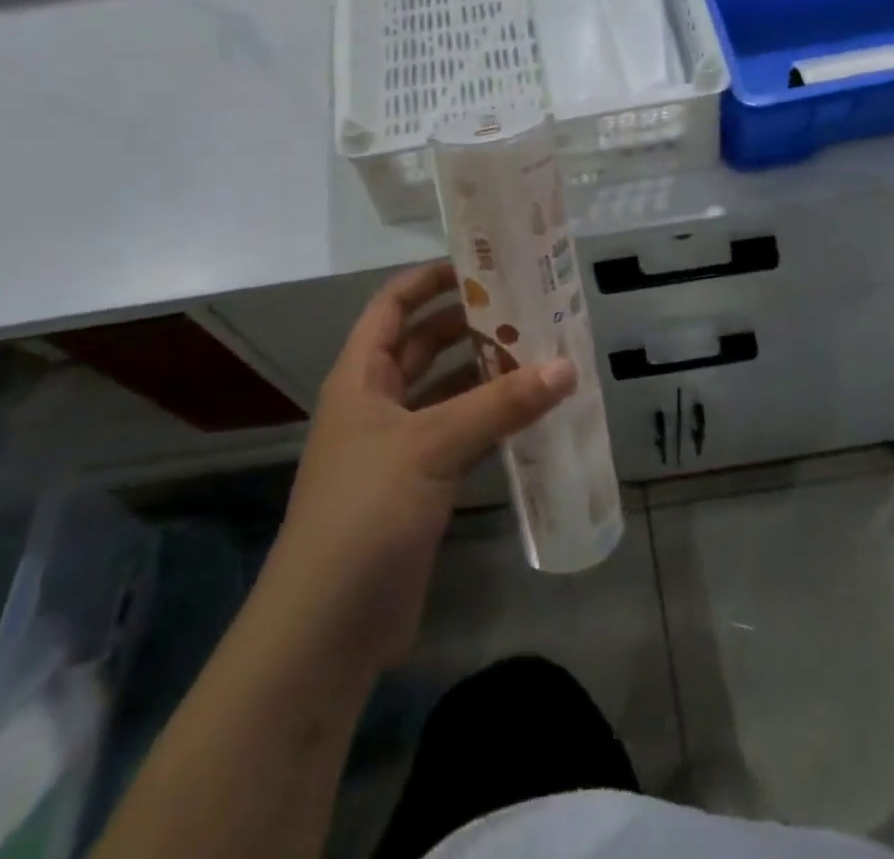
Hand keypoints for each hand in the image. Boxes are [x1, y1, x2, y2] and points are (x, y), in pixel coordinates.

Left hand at [255, 262, 574, 675]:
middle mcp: (376, 404)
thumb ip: (501, 404)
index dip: (428, 280)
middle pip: (423, 345)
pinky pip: (459, 437)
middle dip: (468, 325)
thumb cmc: (365, 513)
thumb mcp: (432, 446)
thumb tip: (566, 366)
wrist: (327, 629)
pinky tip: (530, 415)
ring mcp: (397, 448)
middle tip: (525, 308)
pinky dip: (490, 422)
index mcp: (361, 378)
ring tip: (539, 353)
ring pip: (445, 393)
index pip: (391, 307)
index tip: (479, 264)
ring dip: (484, 374)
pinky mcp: (418, 488)